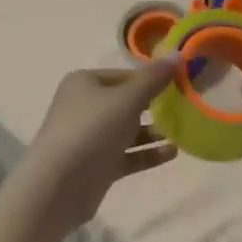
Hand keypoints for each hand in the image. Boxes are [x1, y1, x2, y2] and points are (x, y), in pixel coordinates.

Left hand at [14, 61, 179, 236]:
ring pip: (127, 130)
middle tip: (184, 110)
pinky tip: (171, 153)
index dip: (152, 79)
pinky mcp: (96, 165)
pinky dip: (146, 153)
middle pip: (126, 102)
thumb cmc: (91, 130)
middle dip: (155, 107)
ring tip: (182, 133)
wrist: (57, 187)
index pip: (125, 75)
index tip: (180, 86)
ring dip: (153, 132)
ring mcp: (89, 137)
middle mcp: (85, 106)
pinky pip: (126, 154)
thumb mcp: (127, 99)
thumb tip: (178, 54)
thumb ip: (154, 79)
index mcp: (85, 82)